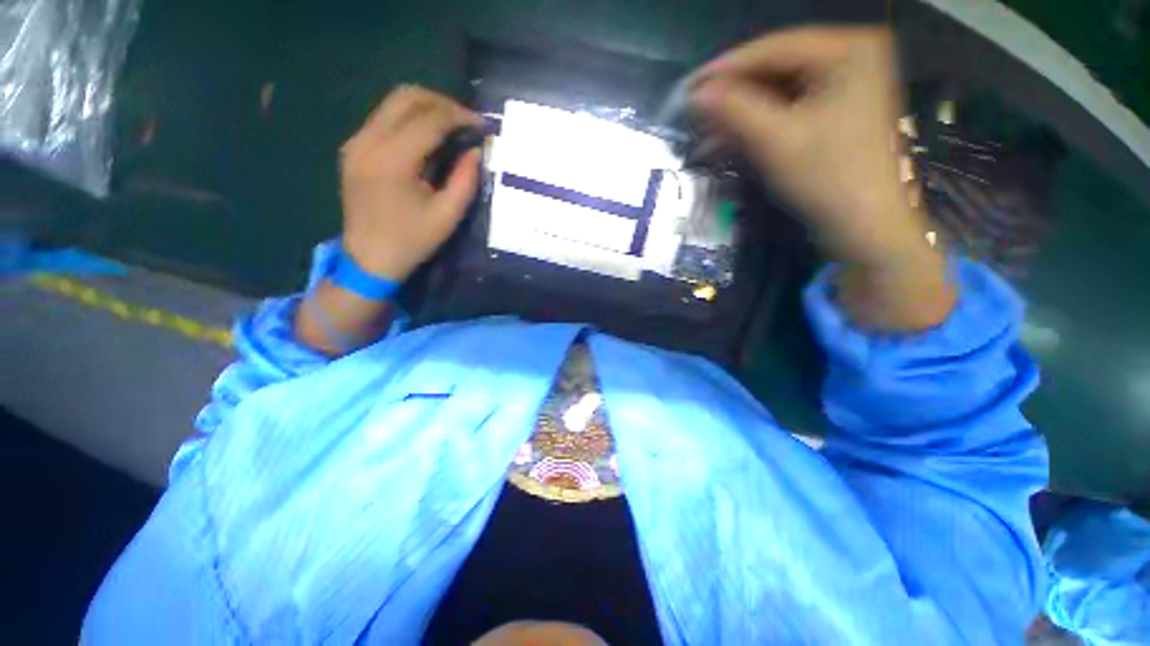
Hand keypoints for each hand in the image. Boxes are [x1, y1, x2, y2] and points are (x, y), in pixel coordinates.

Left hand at [339, 86, 482, 281]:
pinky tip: (427, 139)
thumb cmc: (412, 241)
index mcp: (393, 160)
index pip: (430, 119)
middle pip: (406, 97)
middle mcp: (368, 141)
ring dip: (426, 108)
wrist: (369, 259)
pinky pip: (383, 119)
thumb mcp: (447, 216)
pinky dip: (409, 120)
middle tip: (467, 122)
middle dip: (442, 103)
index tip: (483, 127)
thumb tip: (477, 151)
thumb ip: (465, 180)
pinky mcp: (353, 149)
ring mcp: (356, 142)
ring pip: (392, 103)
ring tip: (451, 127)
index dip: (460, 117)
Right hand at [694, 27, 954, 330]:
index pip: (774, 48)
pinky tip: (727, 142)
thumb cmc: (828, 179)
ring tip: (704, 136)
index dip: (726, 69)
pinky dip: (755, 127)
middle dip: (732, 97)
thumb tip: (695, 94)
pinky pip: (785, 111)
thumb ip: (734, 110)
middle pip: (775, 69)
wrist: (864, 227)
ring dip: (739, 116)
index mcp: (849, 49)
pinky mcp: (834, 113)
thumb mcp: (776, 140)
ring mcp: (843, 86)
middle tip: (694, 115)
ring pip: (777, 93)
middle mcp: (849, 58)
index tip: (688, 88)